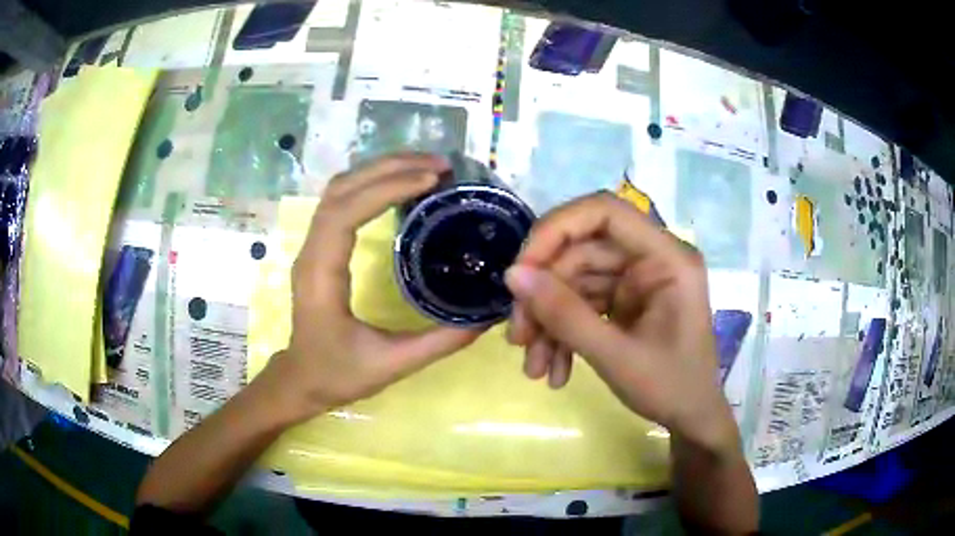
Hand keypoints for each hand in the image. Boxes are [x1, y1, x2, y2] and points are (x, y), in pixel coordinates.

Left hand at [262, 154, 482, 422]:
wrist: (302, 380)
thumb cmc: (338, 374)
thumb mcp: (391, 365)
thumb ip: (439, 341)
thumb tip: (486, 316)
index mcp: (321, 276)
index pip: (344, 213)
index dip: (385, 189)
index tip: (430, 181)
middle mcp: (311, 251)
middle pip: (341, 188)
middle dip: (389, 168)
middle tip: (439, 165)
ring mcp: (312, 245)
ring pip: (339, 189)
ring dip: (380, 170)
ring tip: (425, 167)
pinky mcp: (321, 247)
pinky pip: (341, 201)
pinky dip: (371, 183)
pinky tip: (401, 184)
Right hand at [505, 192, 735, 451]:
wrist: (691, 419)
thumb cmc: (670, 387)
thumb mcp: (615, 356)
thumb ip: (565, 314)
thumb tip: (512, 275)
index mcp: (666, 257)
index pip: (604, 212)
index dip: (557, 230)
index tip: (522, 270)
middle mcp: (650, 258)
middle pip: (580, 253)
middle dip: (544, 296)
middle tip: (518, 337)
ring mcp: (637, 280)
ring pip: (575, 282)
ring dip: (548, 323)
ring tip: (534, 368)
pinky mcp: (625, 300)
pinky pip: (582, 303)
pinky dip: (563, 334)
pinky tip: (554, 370)